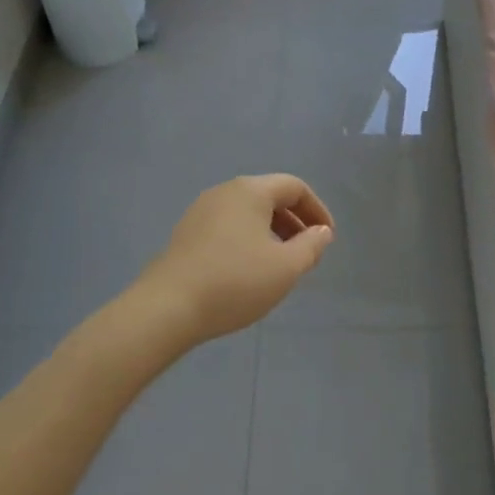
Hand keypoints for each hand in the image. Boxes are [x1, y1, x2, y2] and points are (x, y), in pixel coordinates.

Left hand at [138, 175, 334, 344]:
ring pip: (247, 213)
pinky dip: (248, 240)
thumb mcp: (286, 267)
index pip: (294, 187)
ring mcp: (201, 212)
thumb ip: (311, 246)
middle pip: (269, 197)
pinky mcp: (186, 234)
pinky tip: (248, 271)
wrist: (167, 308)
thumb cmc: (235, 281)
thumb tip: (322, 232)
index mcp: (250, 190)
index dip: (317, 209)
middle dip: (294, 222)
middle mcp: (224, 192)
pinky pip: (228, 227)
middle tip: (307, 252)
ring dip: (271, 233)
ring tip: (280, 264)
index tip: (327, 238)